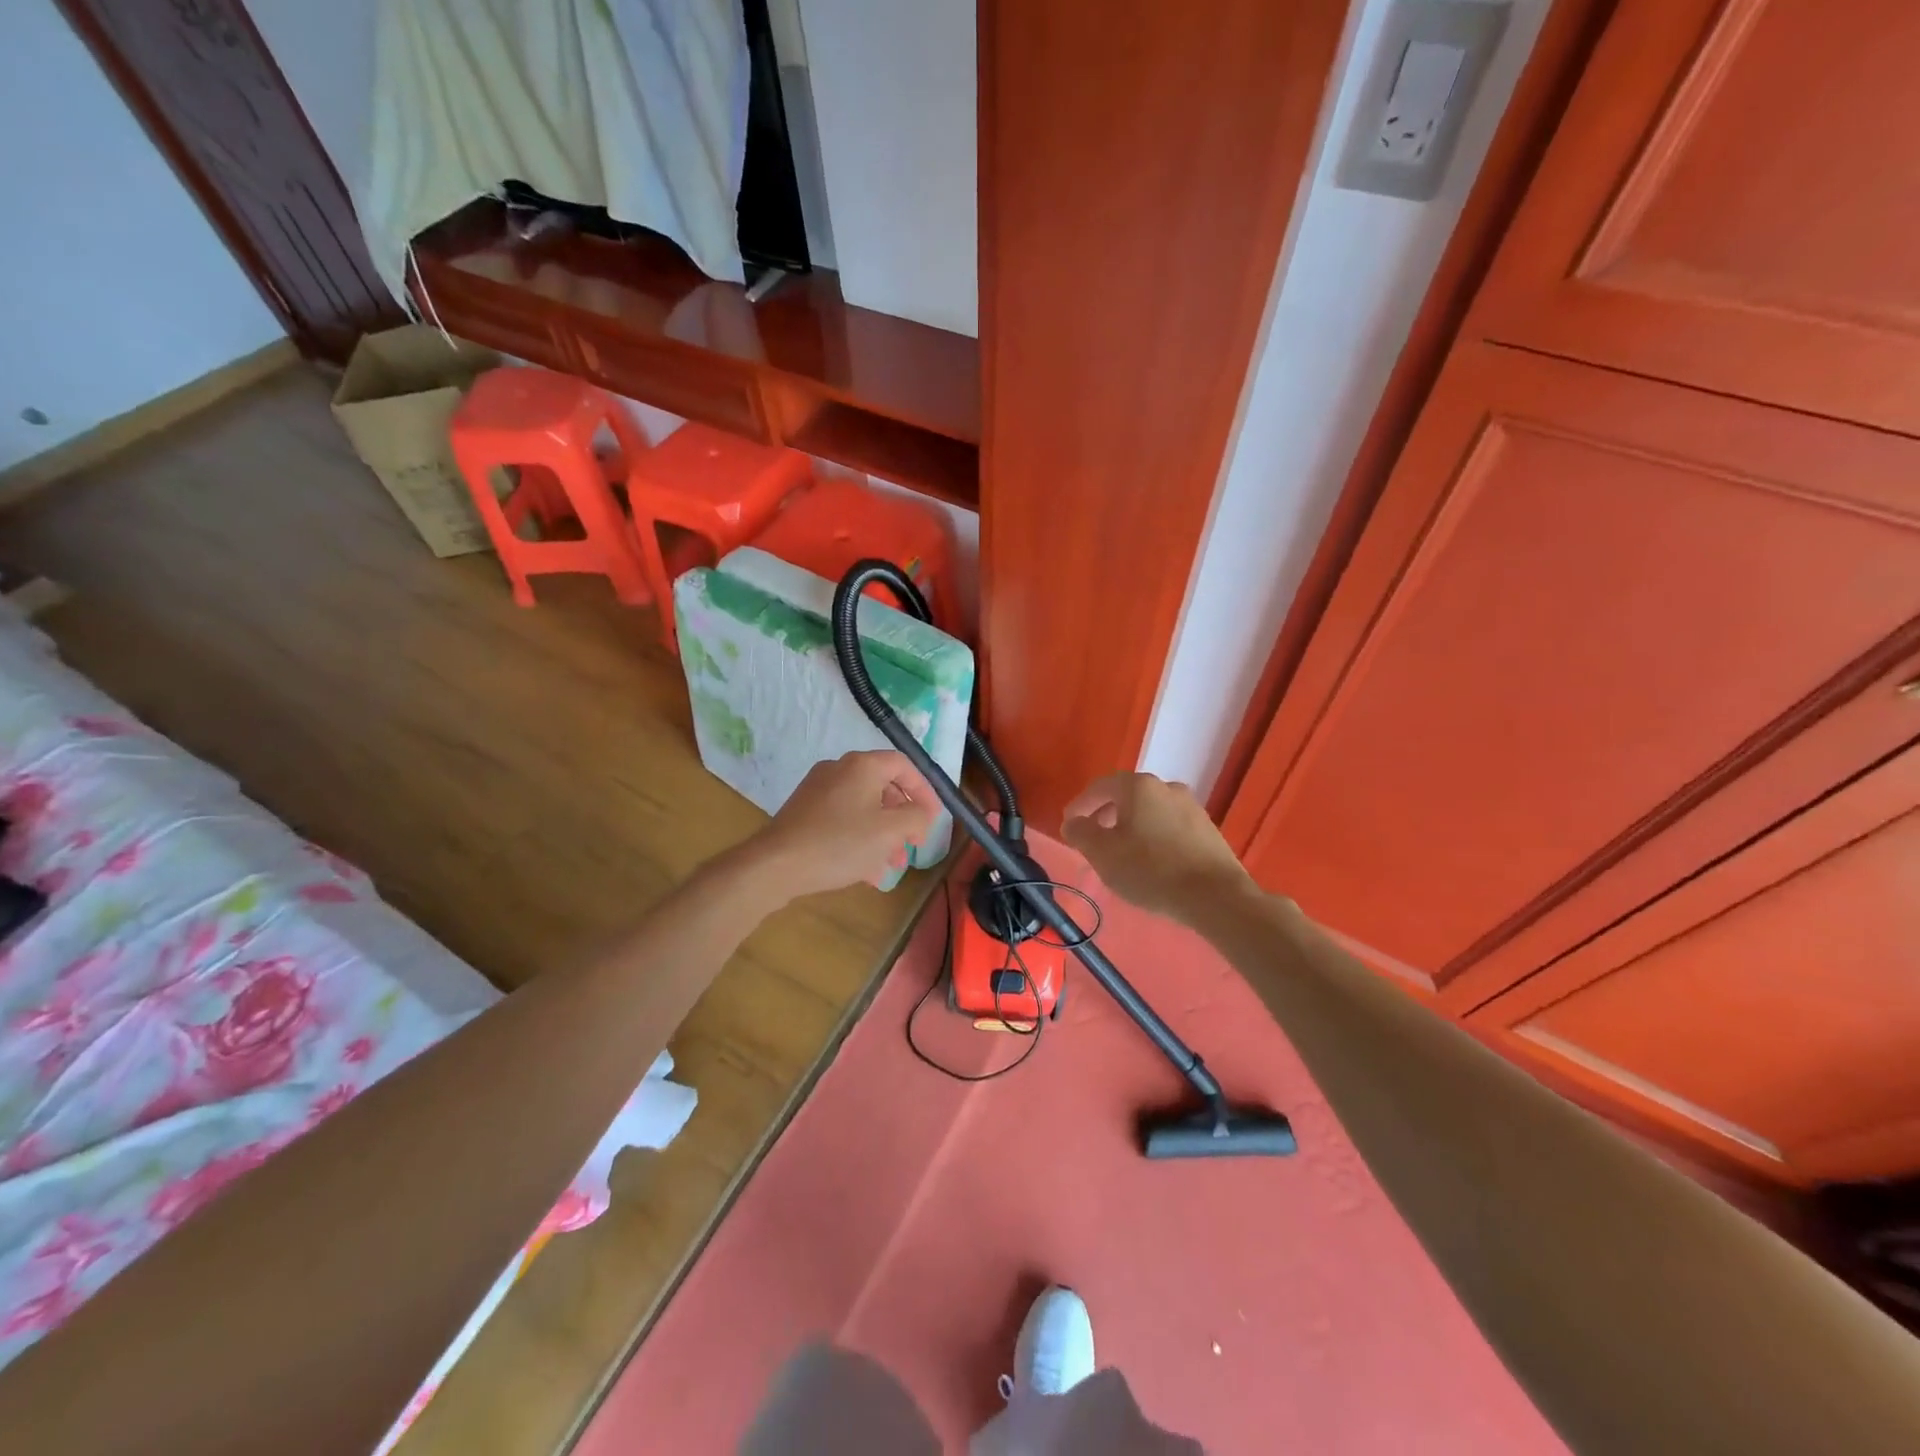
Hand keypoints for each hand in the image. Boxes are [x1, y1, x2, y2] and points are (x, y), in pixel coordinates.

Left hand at [744, 750, 939, 898]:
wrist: (775, 865)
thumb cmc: (840, 844)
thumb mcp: (890, 832)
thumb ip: (916, 817)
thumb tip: (922, 812)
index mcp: (862, 766)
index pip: (904, 766)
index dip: (925, 791)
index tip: (934, 818)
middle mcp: (839, 769)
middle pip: (883, 788)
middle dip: (902, 820)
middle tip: (912, 846)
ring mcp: (817, 790)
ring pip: (863, 808)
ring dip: (882, 835)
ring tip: (891, 866)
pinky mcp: (803, 812)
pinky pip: (842, 820)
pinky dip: (859, 839)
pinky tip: (865, 871)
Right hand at [1060, 772, 1253, 921]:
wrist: (1215, 896)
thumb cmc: (1151, 870)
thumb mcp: (1103, 854)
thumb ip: (1080, 832)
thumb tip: (1073, 822)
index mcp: (1138, 786)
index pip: (1100, 787)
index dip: (1080, 805)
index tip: (1069, 825)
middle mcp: (1166, 787)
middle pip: (1126, 796)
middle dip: (1105, 815)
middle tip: (1093, 839)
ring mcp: (1191, 807)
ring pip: (1149, 811)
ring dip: (1130, 826)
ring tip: (1121, 852)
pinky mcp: (1207, 829)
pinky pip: (1169, 826)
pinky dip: (1153, 836)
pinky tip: (1151, 861)